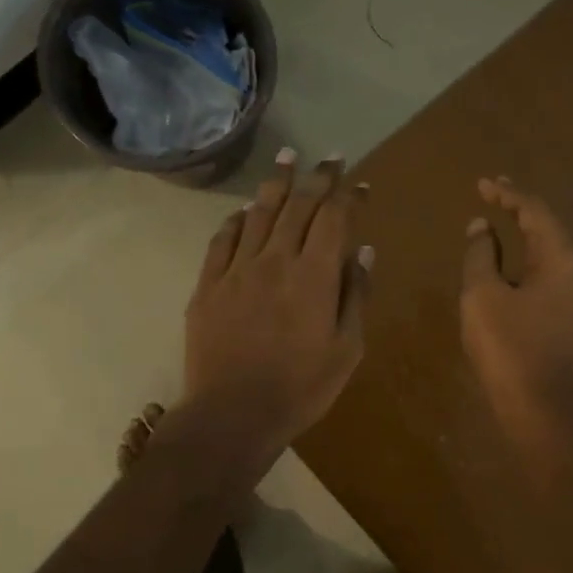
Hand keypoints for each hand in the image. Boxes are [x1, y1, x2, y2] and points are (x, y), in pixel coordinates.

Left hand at [183, 149, 371, 457]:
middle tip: (328, 157)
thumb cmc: (301, 388)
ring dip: (276, 184)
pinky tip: (244, 211)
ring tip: (287, 159)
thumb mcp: (347, 349)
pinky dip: (236, 220)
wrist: (232, 415)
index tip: (360, 183)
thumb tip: (363, 251)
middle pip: (297, 206)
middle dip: (317, 177)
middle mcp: (275, 260)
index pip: (334, 219)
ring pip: (258, 214)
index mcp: (314, 276)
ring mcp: (237, 270)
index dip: (348, 195)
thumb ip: (356, 295)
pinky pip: (222, 240)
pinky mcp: (208, 285)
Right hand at [460, 178, 572, 435]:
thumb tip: (480, 227)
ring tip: (496, 237)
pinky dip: (527, 272)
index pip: (535, 212)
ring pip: (550, 262)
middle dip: (519, 215)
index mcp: (562, 260)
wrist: (548, 415)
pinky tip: (509, 282)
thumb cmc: (512, 350)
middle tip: (492, 199)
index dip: (507, 194)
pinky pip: (550, 286)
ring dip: (523, 245)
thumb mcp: (483, 297)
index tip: (483, 183)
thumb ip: (479, 256)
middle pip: (548, 233)